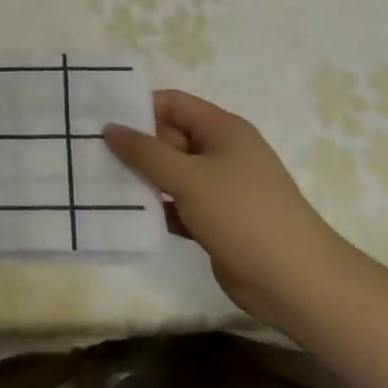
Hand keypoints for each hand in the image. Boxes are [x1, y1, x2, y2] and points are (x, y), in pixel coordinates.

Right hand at [104, 90, 350, 324]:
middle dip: (134, 146)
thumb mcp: (189, 178)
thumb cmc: (243, 216)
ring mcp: (220, 189)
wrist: (297, 283)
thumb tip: (109, 128)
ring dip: (141, 179)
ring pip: (170, 174)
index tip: (100, 120)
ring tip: (98, 182)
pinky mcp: (216, 221)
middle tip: (90, 154)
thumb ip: (145, 152)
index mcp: (223, 130)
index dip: (139, 108)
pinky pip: (177, 204)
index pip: (173, 104)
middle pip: (169, 138)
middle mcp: (222, 153)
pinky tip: (125, 216)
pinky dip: (156, 208)